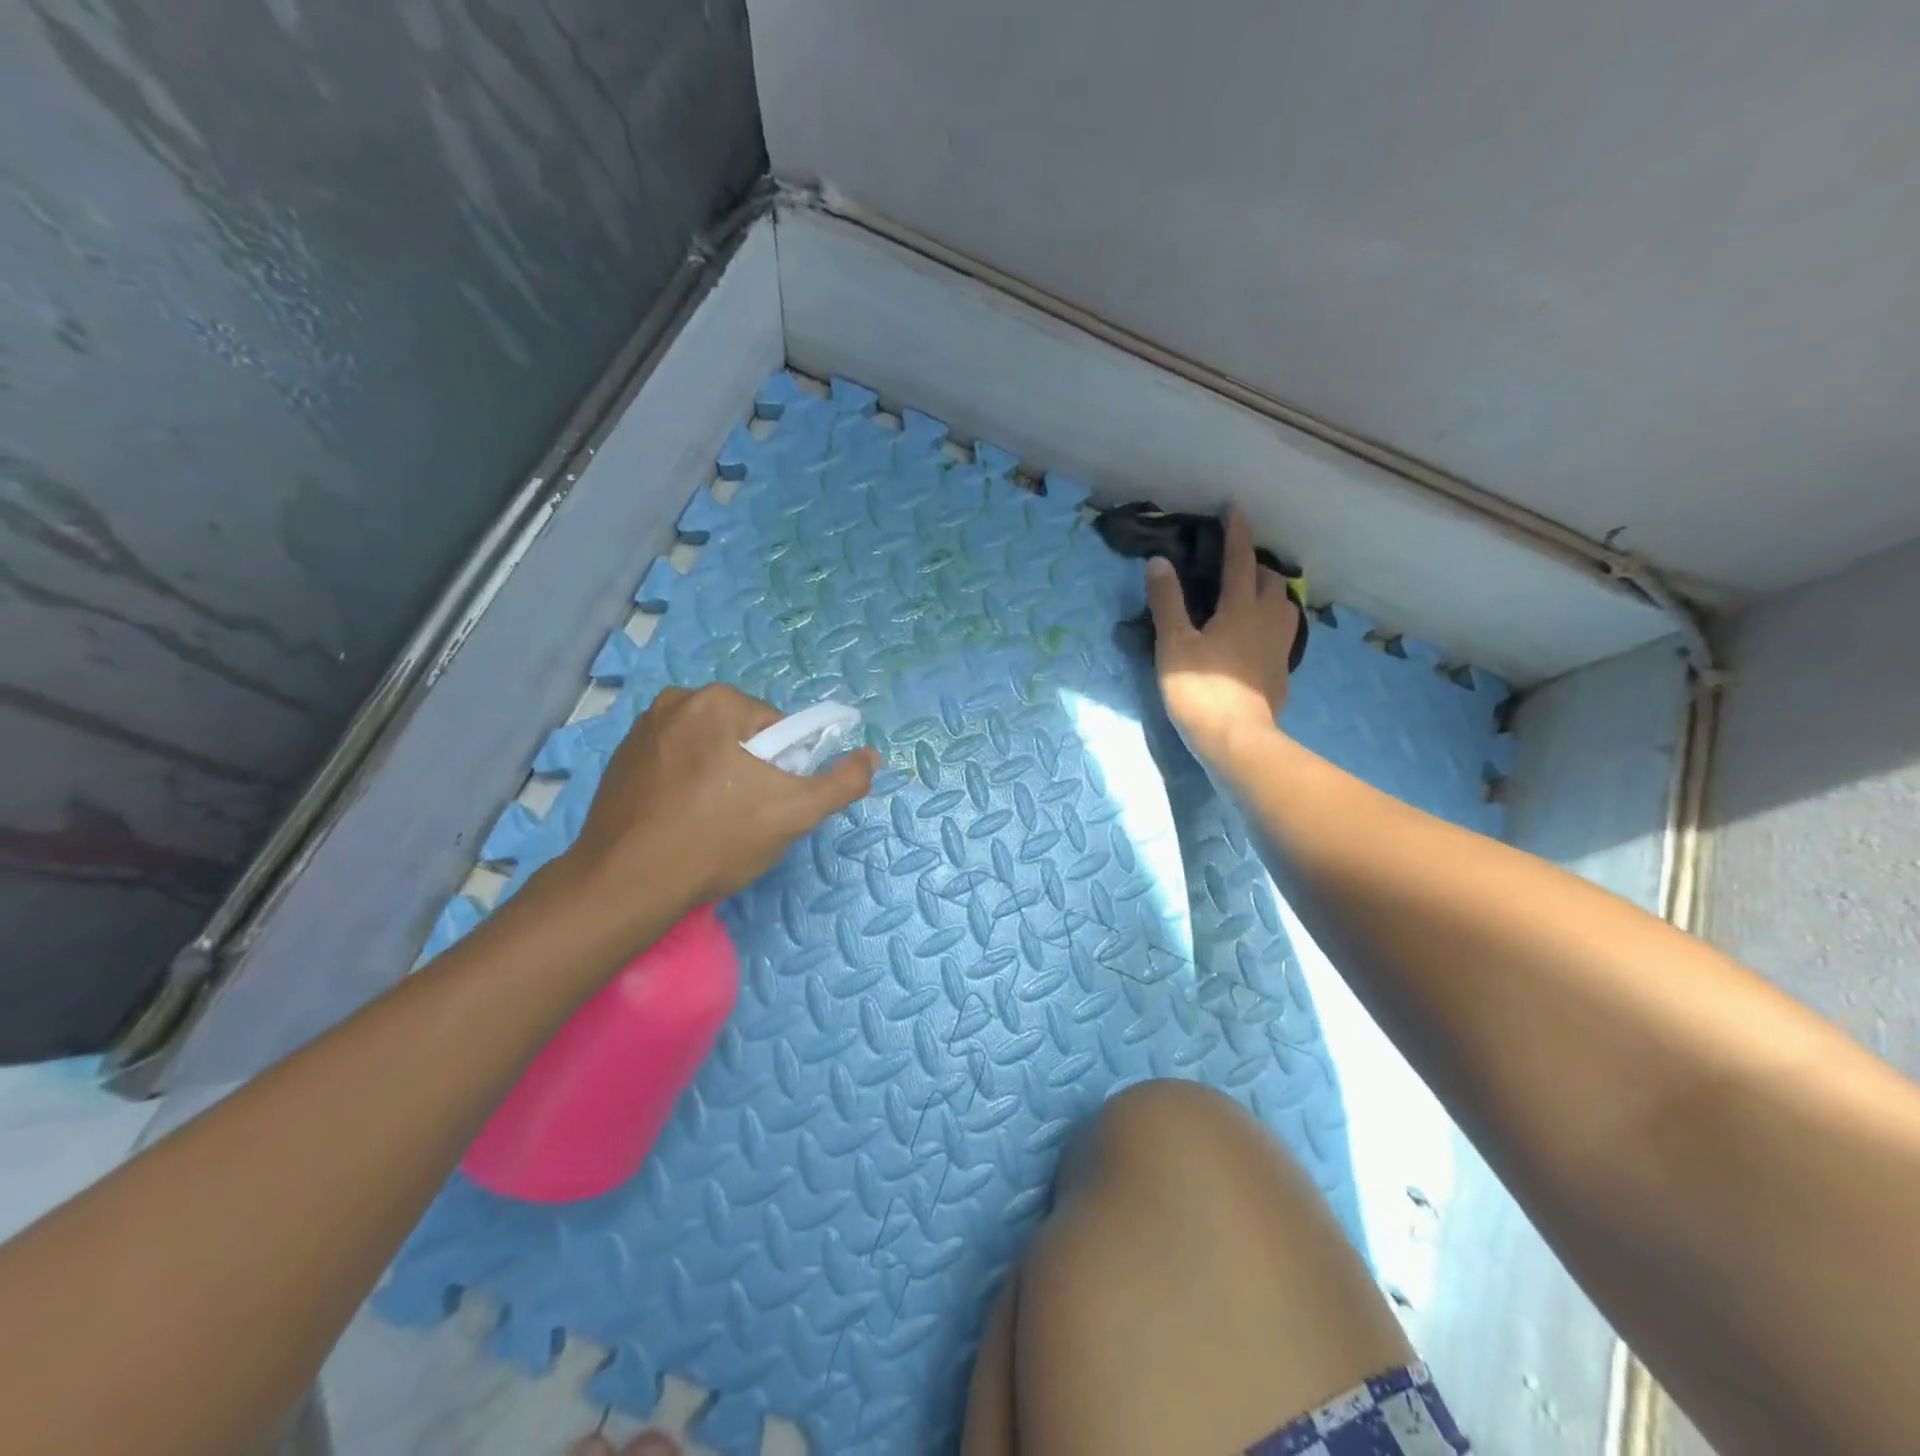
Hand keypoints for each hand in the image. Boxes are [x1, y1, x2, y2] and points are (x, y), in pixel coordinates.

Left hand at [559, 684, 877, 921]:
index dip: (785, 769)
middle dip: (750, 773)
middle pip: (741, 737)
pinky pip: (673, 766)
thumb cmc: (716, 839)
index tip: (771, 805)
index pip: (777, 730)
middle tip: (745, 819)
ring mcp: (640, 731)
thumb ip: (842, 782)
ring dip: (718, 779)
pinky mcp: (619, 762)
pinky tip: (681, 823)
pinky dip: (684, 787)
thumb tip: (872, 756)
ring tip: (710, 825)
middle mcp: (675, 702)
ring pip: (707, 752)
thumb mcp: (795, 813)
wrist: (627, 884)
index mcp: (717, 701)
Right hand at [1147, 507, 1298, 765]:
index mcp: (1241, 609)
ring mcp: (1279, 648)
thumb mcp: (1174, 644)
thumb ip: (1167, 602)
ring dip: (1269, 594)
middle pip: (1271, 582)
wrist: (1236, 738)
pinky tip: (1256, 636)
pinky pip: (1281, 634)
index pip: (1240, 561)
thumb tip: (1159, 562)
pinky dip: (1270, 623)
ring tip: (1250, 597)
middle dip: (1256, 566)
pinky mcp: (1280, 672)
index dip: (1236, 534)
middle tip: (1237, 565)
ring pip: (1283, 607)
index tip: (1235, 509)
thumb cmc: (1201, 688)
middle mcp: (1267, 621)